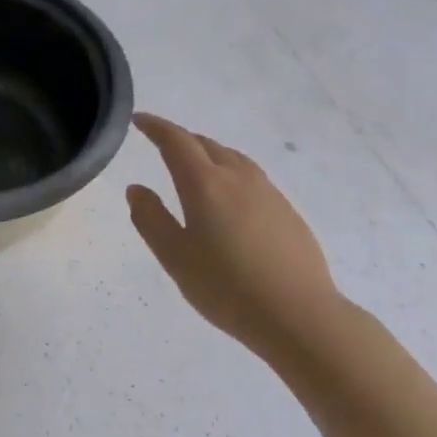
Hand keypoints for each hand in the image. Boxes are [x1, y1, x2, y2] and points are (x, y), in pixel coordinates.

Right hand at [127, 113, 346, 357]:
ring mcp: (268, 193)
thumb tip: (136, 188)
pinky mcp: (287, 211)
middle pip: (206, 145)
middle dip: (181, 140)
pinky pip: (251, 178)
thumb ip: (151, 219)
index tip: (139, 121)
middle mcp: (238, 178)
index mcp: (205, 184)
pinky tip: (229, 199)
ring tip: (194, 167)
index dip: (156, 127)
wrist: (299, 315)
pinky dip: (230, 173)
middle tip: (161, 145)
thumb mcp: (175, 257)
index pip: (176, 141)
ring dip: (208, 153)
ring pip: (232, 158)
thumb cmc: (226, 288)